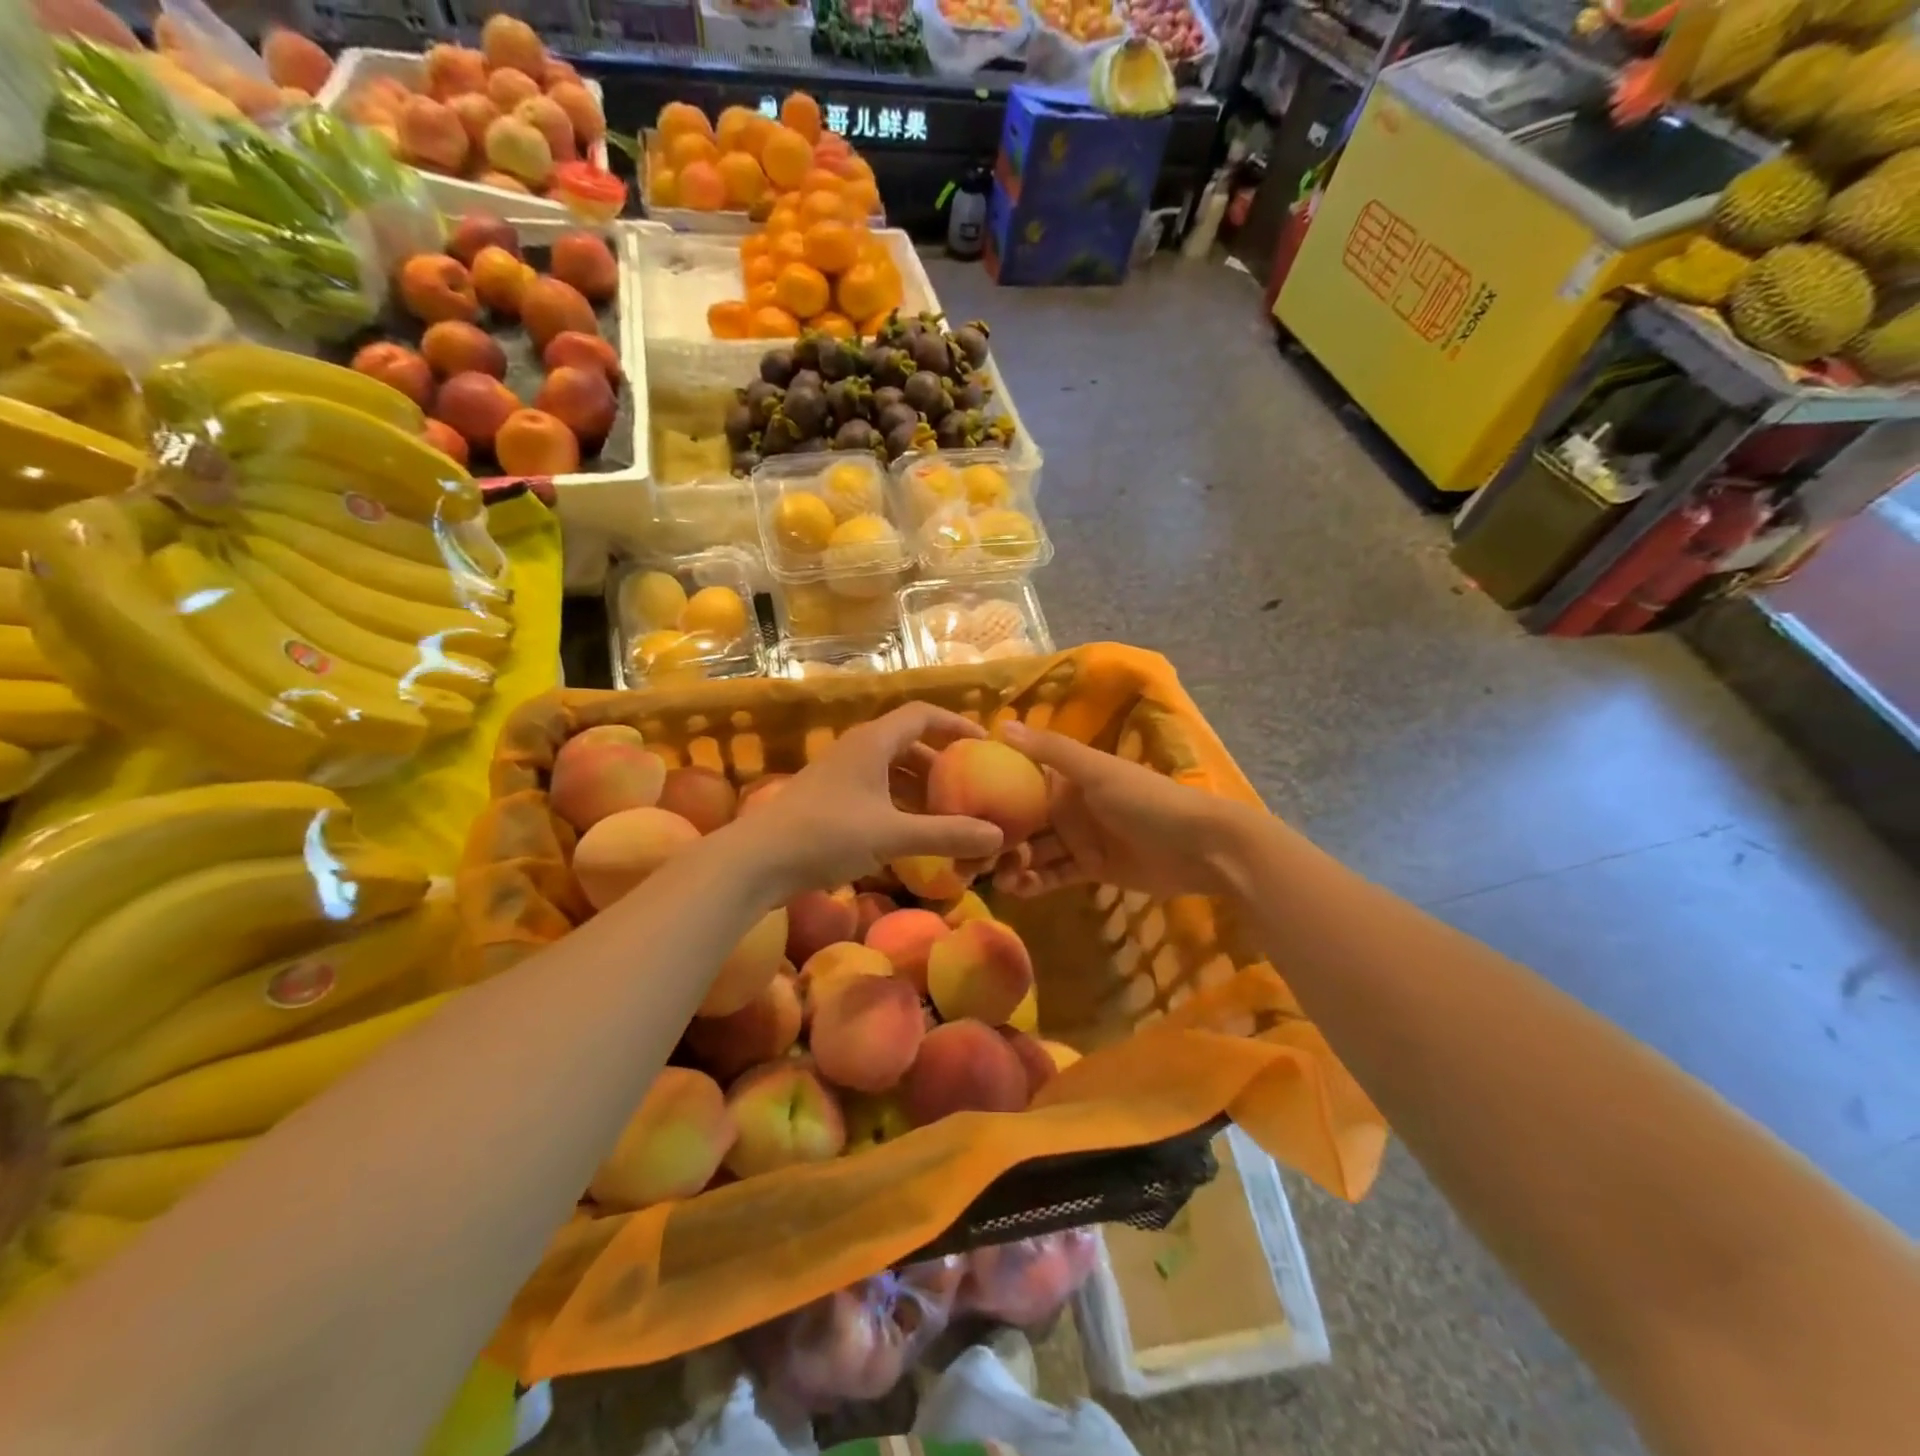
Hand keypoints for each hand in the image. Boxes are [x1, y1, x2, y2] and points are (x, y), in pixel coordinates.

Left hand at [727, 703, 1003, 900]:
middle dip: (943, 763)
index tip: (985, 744)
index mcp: (873, 742)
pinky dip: (901, 805)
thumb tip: (998, 837)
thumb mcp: (892, 835)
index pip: (923, 714)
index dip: (956, 724)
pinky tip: (914, 832)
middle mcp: (857, 750)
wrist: (757, 861)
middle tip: (973, 785)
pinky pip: (877, 792)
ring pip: (892, 770)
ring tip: (950, 812)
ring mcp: (841, 776)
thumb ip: (946, 834)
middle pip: (909, 742)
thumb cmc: (826, 835)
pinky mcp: (830, 801)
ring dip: (921, 787)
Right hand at [992, 722, 1253, 901]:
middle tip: (966, 856)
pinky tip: (1017, 889)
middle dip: (996, 835)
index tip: (956, 805)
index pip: (1019, 780)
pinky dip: (1035, 882)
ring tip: (992, 876)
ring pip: (1034, 851)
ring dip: (1012, 862)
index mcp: (1067, 776)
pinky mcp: (1091, 869)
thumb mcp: (1096, 770)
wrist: (1201, 846)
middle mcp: (1068, 805)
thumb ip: (1050, 751)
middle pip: (1022, 820)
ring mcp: (1079, 839)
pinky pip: (1054, 875)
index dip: (989, 791)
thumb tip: (1000, 724)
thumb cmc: (1147, 799)